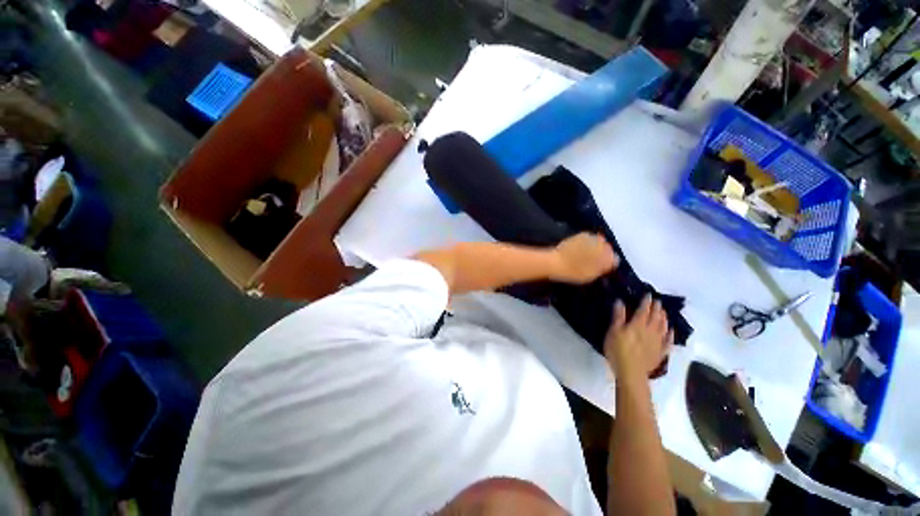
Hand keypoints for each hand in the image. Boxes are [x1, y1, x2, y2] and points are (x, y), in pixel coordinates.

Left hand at [551, 233, 617, 283]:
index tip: (601, 266)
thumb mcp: (591, 275)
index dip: (607, 263)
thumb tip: (607, 265)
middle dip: (602, 253)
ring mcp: (593, 238)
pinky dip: (586, 241)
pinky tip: (579, 247)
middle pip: (607, 249)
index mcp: (608, 259)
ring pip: (599, 242)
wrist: (558, 262)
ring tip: (585, 252)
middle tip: (592, 259)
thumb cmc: (574, 272)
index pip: (614, 260)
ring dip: (595, 246)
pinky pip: (589, 238)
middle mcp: (604, 246)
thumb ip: (601, 269)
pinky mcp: (583, 234)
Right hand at [604, 295, 672, 381]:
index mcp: (637, 325)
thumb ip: (618, 316)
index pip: (643, 310)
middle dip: (657, 309)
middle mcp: (650, 331)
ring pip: (663, 328)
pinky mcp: (660, 353)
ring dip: (664, 319)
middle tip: (658, 302)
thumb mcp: (613, 331)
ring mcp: (657, 342)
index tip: (648, 295)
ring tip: (664, 313)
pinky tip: (671, 331)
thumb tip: (620, 301)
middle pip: (655, 318)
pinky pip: (668, 342)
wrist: (631, 372)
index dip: (646, 302)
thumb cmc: (618, 350)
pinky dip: (670, 335)